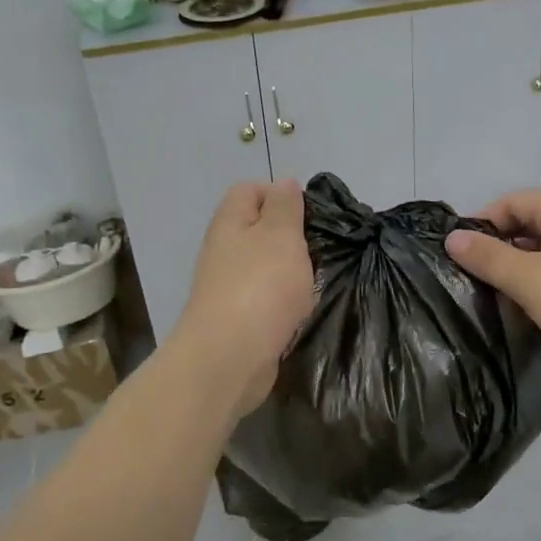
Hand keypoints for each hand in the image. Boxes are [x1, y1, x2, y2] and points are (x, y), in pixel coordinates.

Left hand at [171, 179, 314, 414]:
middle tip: (317, 249)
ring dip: (289, 272)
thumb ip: (285, 207)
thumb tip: (284, 182)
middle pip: (258, 229)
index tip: (308, 214)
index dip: (279, 194)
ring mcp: (227, 287)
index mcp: (230, 222)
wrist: (229, 358)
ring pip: (264, 266)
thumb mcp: (281, 235)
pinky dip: (283, 302)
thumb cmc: (260, 287)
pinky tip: (298, 311)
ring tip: (312, 281)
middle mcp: (223, 250)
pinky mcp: (237, 319)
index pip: (249, 190)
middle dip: (290, 237)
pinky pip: (265, 299)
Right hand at [447, 191, 540, 387]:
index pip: (509, 202)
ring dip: (518, 271)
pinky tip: (532, 312)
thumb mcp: (529, 279)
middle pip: (526, 225)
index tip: (458, 256)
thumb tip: (452, 237)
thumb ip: (488, 257)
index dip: (481, 224)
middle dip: (498, 250)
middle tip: (474, 281)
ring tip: (498, 300)